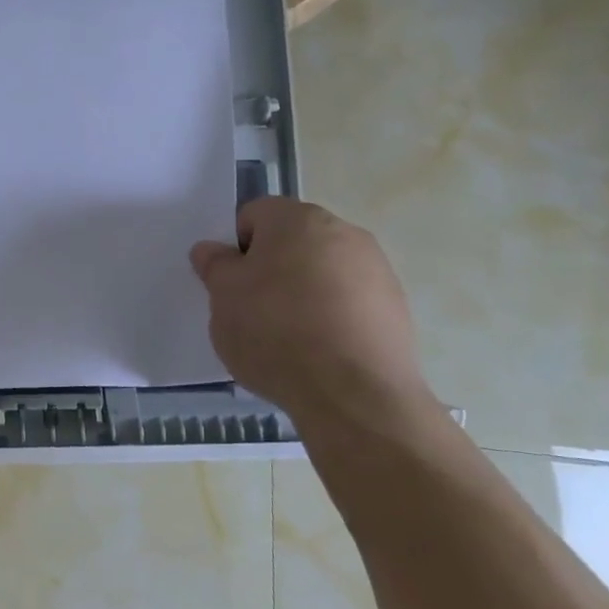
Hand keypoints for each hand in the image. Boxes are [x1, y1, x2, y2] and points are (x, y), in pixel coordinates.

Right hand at [189, 198, 431, 423]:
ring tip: (288, 337)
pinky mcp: (395, 306)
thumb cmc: (275, 332)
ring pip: (322, 271)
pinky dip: (331, 316)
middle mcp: (343, 231)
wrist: (354, 393)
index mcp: (297, 219)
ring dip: (302, 292)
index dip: (235, 247)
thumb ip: (215, 266)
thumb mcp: (223, 298)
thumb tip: (212, 250)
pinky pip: (349, 301)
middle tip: (252, 309)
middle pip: (292, 241)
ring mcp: (376, 268)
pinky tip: (319, 351)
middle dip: (271, 268)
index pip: (253, 215)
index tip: (231, 284)